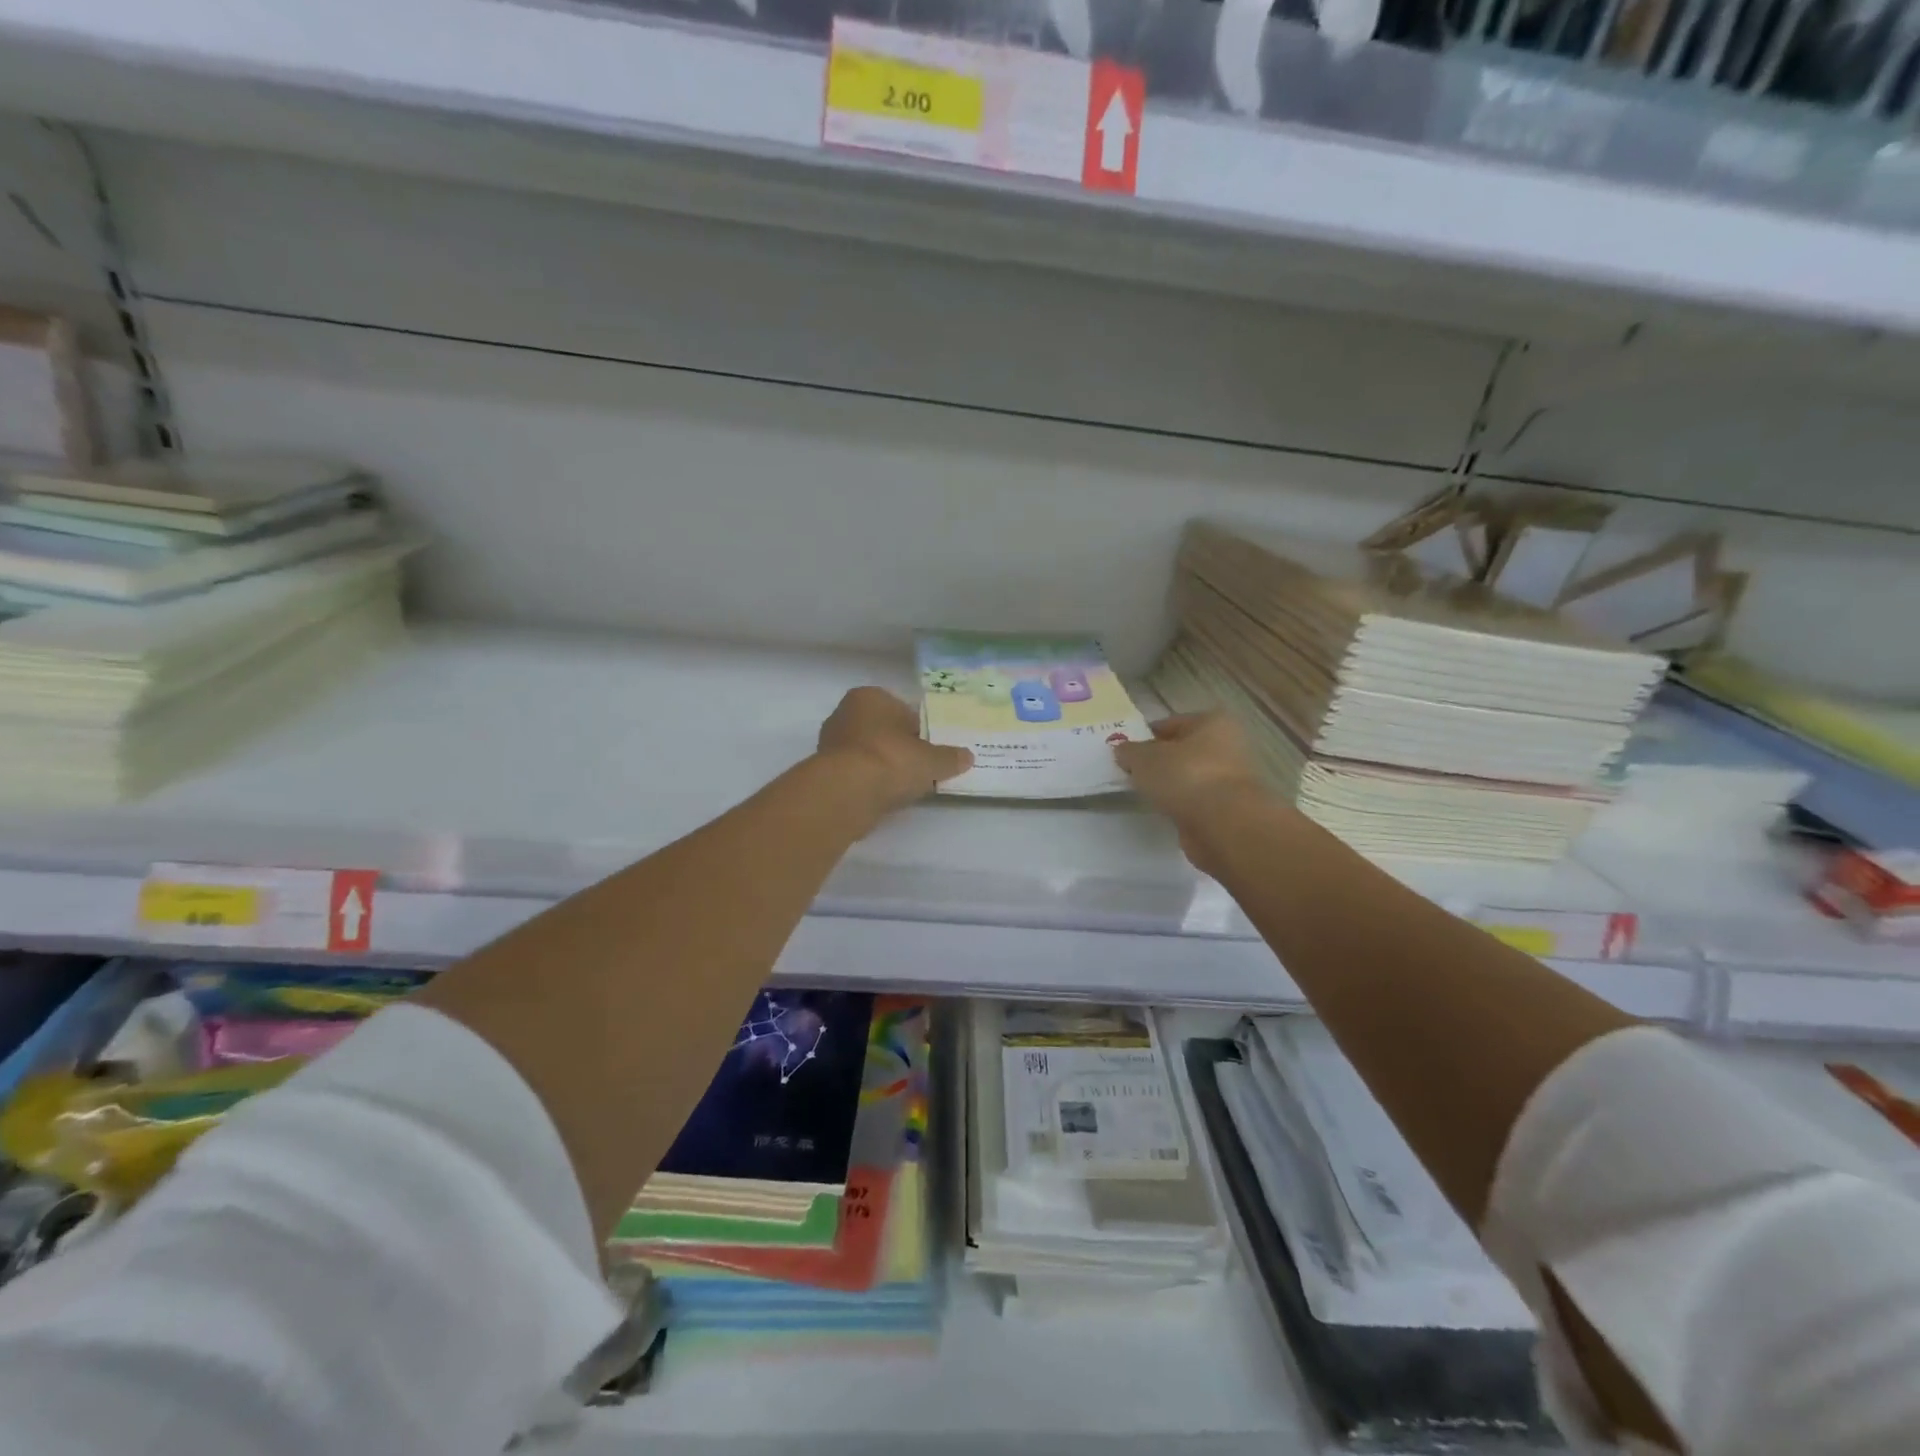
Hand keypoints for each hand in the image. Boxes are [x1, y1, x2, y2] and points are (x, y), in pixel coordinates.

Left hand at [818, 687, 972, 820]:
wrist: (847, 792)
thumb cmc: (891, 759)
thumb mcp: (931, 760)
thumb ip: (949, 757)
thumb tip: (968, 757)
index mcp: (869, 697)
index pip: (902, 710)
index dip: (919, 731)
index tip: (931, 751)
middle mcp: (845, 713)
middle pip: (883, 731)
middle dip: (900, 748)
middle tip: (921, 769)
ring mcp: (831, 744)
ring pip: (868, 753)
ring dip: (884, 767)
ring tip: (905, 786)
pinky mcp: (825, 772)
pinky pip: (857, 774)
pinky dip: (870, 783)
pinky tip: (884, 796)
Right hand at [1113, 712, 1268, 833]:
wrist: (1224, 825)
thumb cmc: (1185, 776)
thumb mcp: (1144, 758)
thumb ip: (1129, 752)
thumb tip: (1123, 751)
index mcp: (1212, 722)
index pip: (1171, 723)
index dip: (1145, 736)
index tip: (1126, 752)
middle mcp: (1229, 745)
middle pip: (1183, 751)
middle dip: (1159, 762)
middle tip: (1132, 773)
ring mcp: (1232, 779)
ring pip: (1190, 777)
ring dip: (1171, 785)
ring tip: (1145, 795)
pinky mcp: (1229, 809)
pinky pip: (1197, 802)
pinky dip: (1182, 806)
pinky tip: (1165, 812)